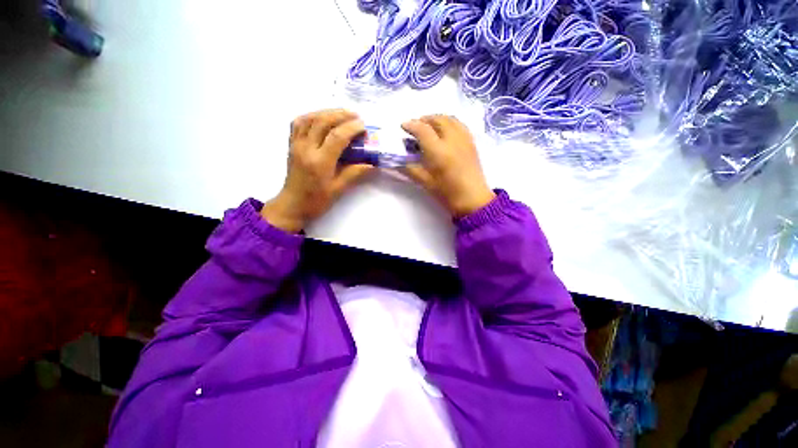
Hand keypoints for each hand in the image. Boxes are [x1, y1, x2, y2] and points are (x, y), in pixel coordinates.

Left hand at [261, 109, 373, 232]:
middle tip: (356, 116)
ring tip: (341, 113)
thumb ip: (355, 173)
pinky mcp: (291, 144)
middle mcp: (306, 149)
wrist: (293, 205)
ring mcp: (296, 145)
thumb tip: (372, 163)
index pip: (337, 137)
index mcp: (320, 162)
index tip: (364, 126)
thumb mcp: (339, 189)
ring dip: (326, 112)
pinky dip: (311, 115)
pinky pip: (298, 123)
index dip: (352, 128)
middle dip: (341, 115)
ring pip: (309, 118)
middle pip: (322, 121)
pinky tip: (322, 117)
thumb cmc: (317, 201)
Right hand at [401, 115, 494, 216]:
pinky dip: (449, 122)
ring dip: (437, 118)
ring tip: (429, 126)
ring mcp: (464, 139)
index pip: (423, 130)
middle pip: (437, 120)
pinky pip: (460, 124)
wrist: (473, 199)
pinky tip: (445, 130)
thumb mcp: (425, 182)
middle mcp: (452, 140)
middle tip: (415, 126)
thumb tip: (398, 160)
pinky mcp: (472, 142)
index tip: (403, 126)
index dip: (411, 125)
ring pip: (450, 119)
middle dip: (424, 119)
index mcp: (438, 152)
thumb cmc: (447, 193)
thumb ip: (410, 169)